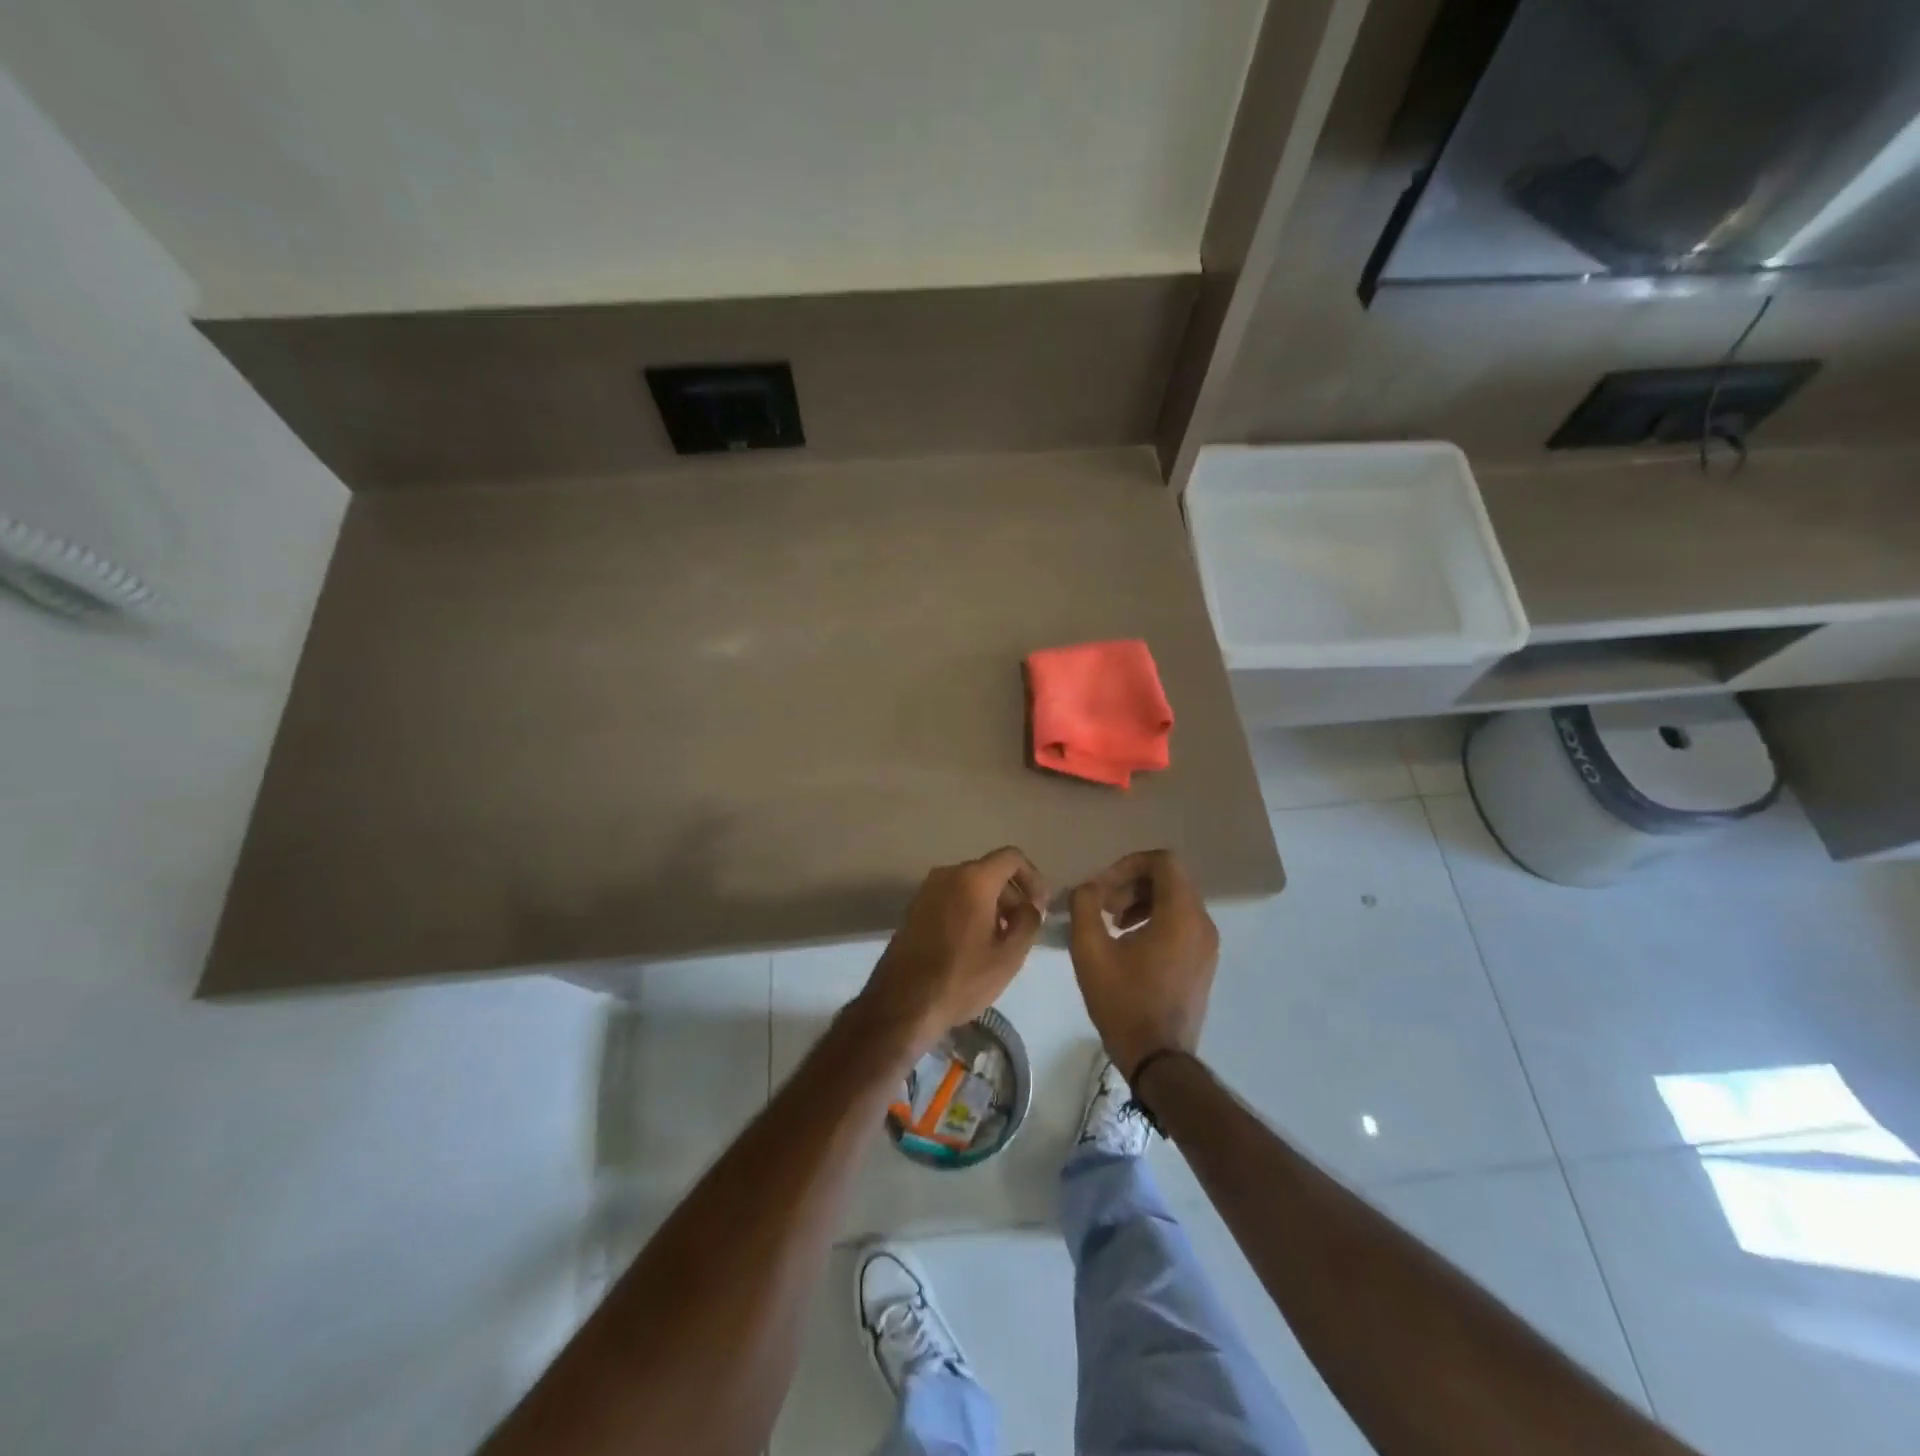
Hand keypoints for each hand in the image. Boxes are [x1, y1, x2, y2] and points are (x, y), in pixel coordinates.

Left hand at [857, 847, 1047, 1056]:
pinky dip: (969, 910)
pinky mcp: (915, 908)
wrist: (902, 1003)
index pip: (1012, 858)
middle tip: (1023, 929)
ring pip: (970, 885)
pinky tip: (974, 943)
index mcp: (973, 879)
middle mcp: (948, 874)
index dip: (1033, 878)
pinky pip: (951, 898)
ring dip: (991, 905)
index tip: (1040, 907)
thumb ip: (1028, 922)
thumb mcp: (1009, 955)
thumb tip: (1029, 906)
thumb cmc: (961, 978)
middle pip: (990, 872)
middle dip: (1012, 895)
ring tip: (1001, 940)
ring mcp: (927, 890)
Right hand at [1069, 849, 1218, 1079]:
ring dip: (1141, 902)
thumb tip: (1089, 888)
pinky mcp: (1203, 963)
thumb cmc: (1124, 1002)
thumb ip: (1085, 906)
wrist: (1158, 1059)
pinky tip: (1129, 945)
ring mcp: (1207, 945)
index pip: (1163, 861)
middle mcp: (1202, 923)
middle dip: (1132, 884)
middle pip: (1170, 879)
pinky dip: (1155, 920)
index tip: (1103, 888)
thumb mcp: (1090, 950)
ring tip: (1112, 924)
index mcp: (1181, 914)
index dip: (1128, 864)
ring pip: (1176, 901)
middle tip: (1102, 906)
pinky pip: (1181, 923)